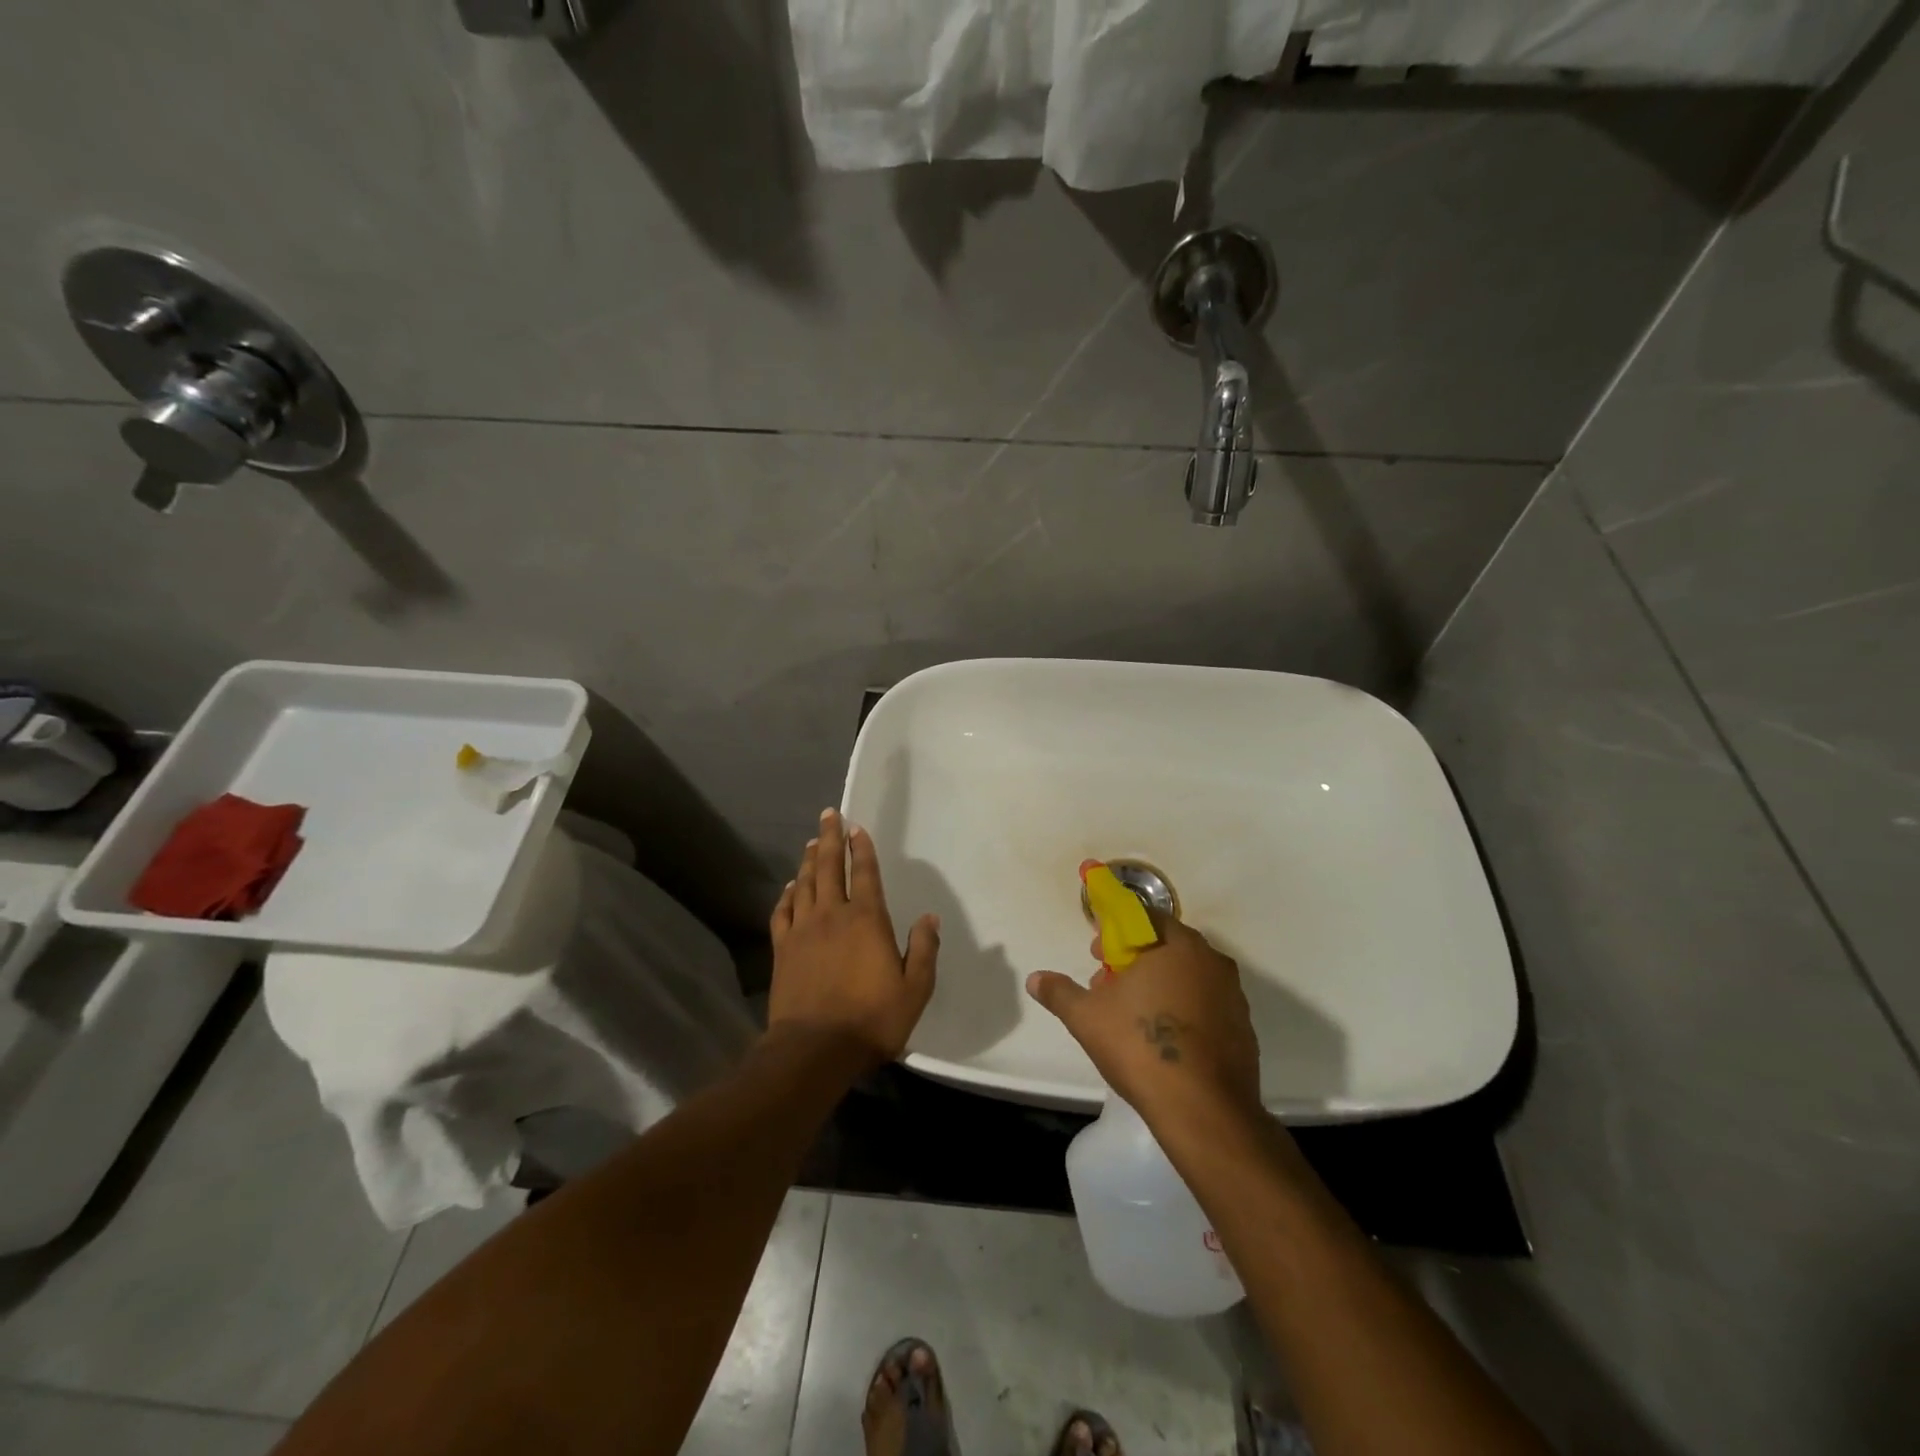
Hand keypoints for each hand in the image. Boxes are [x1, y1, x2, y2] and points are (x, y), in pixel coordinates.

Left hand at [768, 809, 938, 1070]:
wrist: (815, 1049)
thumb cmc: (872, 1019)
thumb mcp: (915, 989)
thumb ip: (924, 949)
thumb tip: (930, 917)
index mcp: (867, 919)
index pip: (864, 873)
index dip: (861, 848)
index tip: (857, 828)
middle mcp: (833, 914)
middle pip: (828, 867)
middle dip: (829, 838)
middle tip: (828, 815)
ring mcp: (803, 930)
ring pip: (804, 884)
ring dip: (808, 860)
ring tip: (811, 843)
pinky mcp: (782, 949)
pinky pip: (783, 912)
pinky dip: (787, 895)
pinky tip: (790, 887)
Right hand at [1027, 914, 1262, 1138]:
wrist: (1203, 1110)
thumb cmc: (1140, 1046)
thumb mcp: (1086, 1017)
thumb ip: (1060, 992)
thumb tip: (1035, 979)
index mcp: (1177, 945)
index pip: (1145, 917)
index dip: (1116, 930)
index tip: (1096, 952)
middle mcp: (1211, 960)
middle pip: (1167, 946)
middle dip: (1135, 958)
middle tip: (1109, 982)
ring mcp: (1233, 995)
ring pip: (1189, 976)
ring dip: (1160, 984)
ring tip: (1133, 1013)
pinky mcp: (1243, 1028)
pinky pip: (1207, 1004)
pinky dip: (1184, 1009)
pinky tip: (1165, 1038)